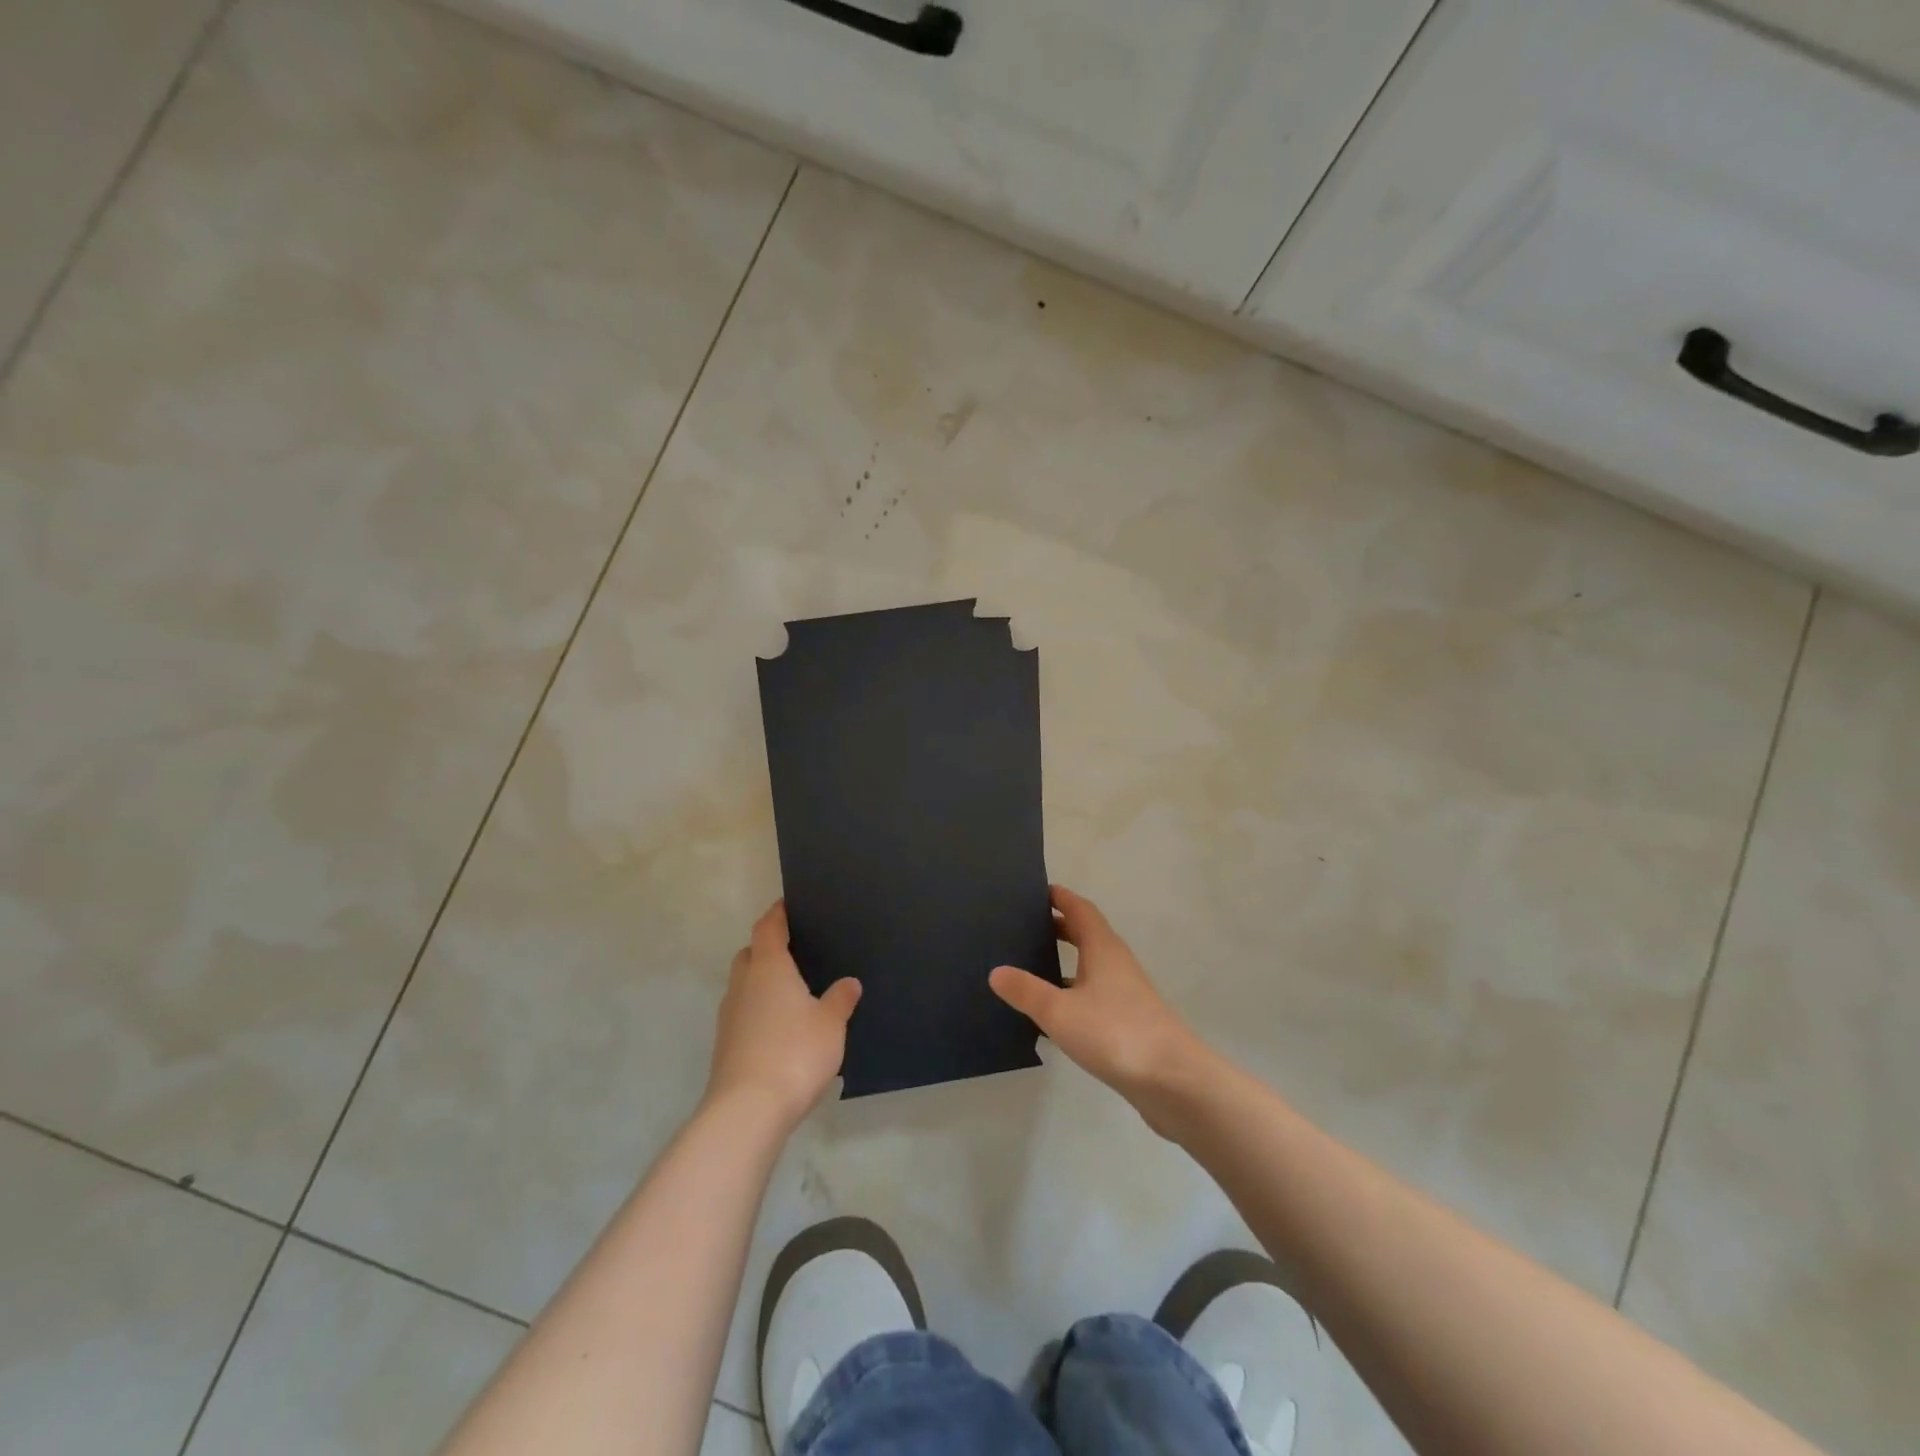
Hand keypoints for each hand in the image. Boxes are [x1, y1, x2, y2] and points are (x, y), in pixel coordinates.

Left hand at [706, 901, 860, 1128]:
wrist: (748, 1110)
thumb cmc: (794, 1052)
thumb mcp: (831, 1023)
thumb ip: (841, 999)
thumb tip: (849, 983)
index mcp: (768, 967)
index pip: (768, 927)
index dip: (778, 913)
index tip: (789, 904)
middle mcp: (743, 984)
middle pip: (750, 954)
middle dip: (767, 948)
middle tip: (795, 951)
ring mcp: (730, 1016)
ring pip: (745, 985)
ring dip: (762, 982)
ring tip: (792, 991)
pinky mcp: (726, 1045)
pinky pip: (744, 1013)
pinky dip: (759, 1011)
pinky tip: (781, 1027)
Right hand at [989, 886, 1213, 1131]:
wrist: (1172, 1081)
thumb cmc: (1115, 1033)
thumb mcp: (1060, 1012)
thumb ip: (1027, 991)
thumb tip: (996, 971)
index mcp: (1103, 948)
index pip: (1080, 909)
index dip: (1060, 897)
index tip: (1035, 891)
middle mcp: (1116, 963)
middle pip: (1086, 934)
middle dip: (1058, 927)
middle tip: (1023, 926)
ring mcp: (1126, 993)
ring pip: (1091, 966)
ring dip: (1065, 961)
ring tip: (1030, 966)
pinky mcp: (1128, 1021)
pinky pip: (1094, 995)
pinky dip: (1073, 993)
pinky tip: (1053, 1014)